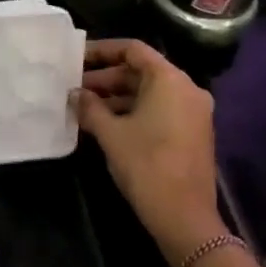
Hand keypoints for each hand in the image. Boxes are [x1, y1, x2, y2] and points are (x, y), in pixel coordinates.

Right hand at [75, 39, 227, 266]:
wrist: (184, 216)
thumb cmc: (146, 165)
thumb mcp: (110, 133)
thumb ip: (89, 107)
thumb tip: (74, 94)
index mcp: (170, 80)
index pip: (133, 50)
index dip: (102, 51)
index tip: (75, 58)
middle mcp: (186, 89)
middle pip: (141, 71)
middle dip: (105, 78)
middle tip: (73, 88)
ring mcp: (192, 112)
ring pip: (148, 93)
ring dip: (115, 97)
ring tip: (82, 107)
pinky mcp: (191, 133)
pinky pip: (158, 110)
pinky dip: (132, 111)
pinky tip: (104, 124)